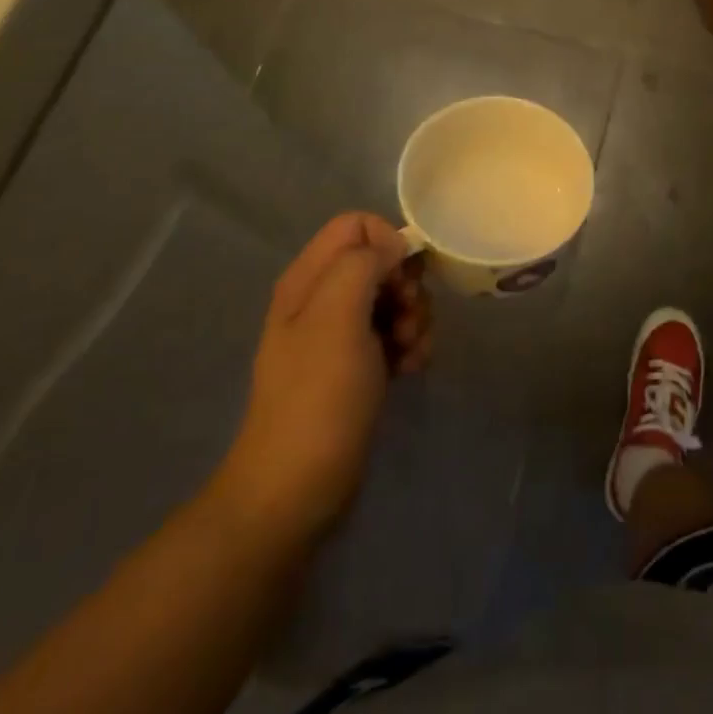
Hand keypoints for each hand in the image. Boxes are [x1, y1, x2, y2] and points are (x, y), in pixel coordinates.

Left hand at [213, 214, 431, 545]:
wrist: (297, 487)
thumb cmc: (318, 396)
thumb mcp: (336, 316)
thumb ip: (361, 264)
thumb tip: (392, 246)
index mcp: (308, 279)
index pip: (355, 226)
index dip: (387, 242)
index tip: (402, 279)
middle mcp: (322, 299)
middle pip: (380, 262)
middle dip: (406, 285)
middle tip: (408, 319)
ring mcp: (340, 334)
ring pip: (393, 298)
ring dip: (414, 318)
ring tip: (411, 351)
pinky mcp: (357, 365)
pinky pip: (394, 334)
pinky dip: (410, 346)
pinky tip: (411, 369)